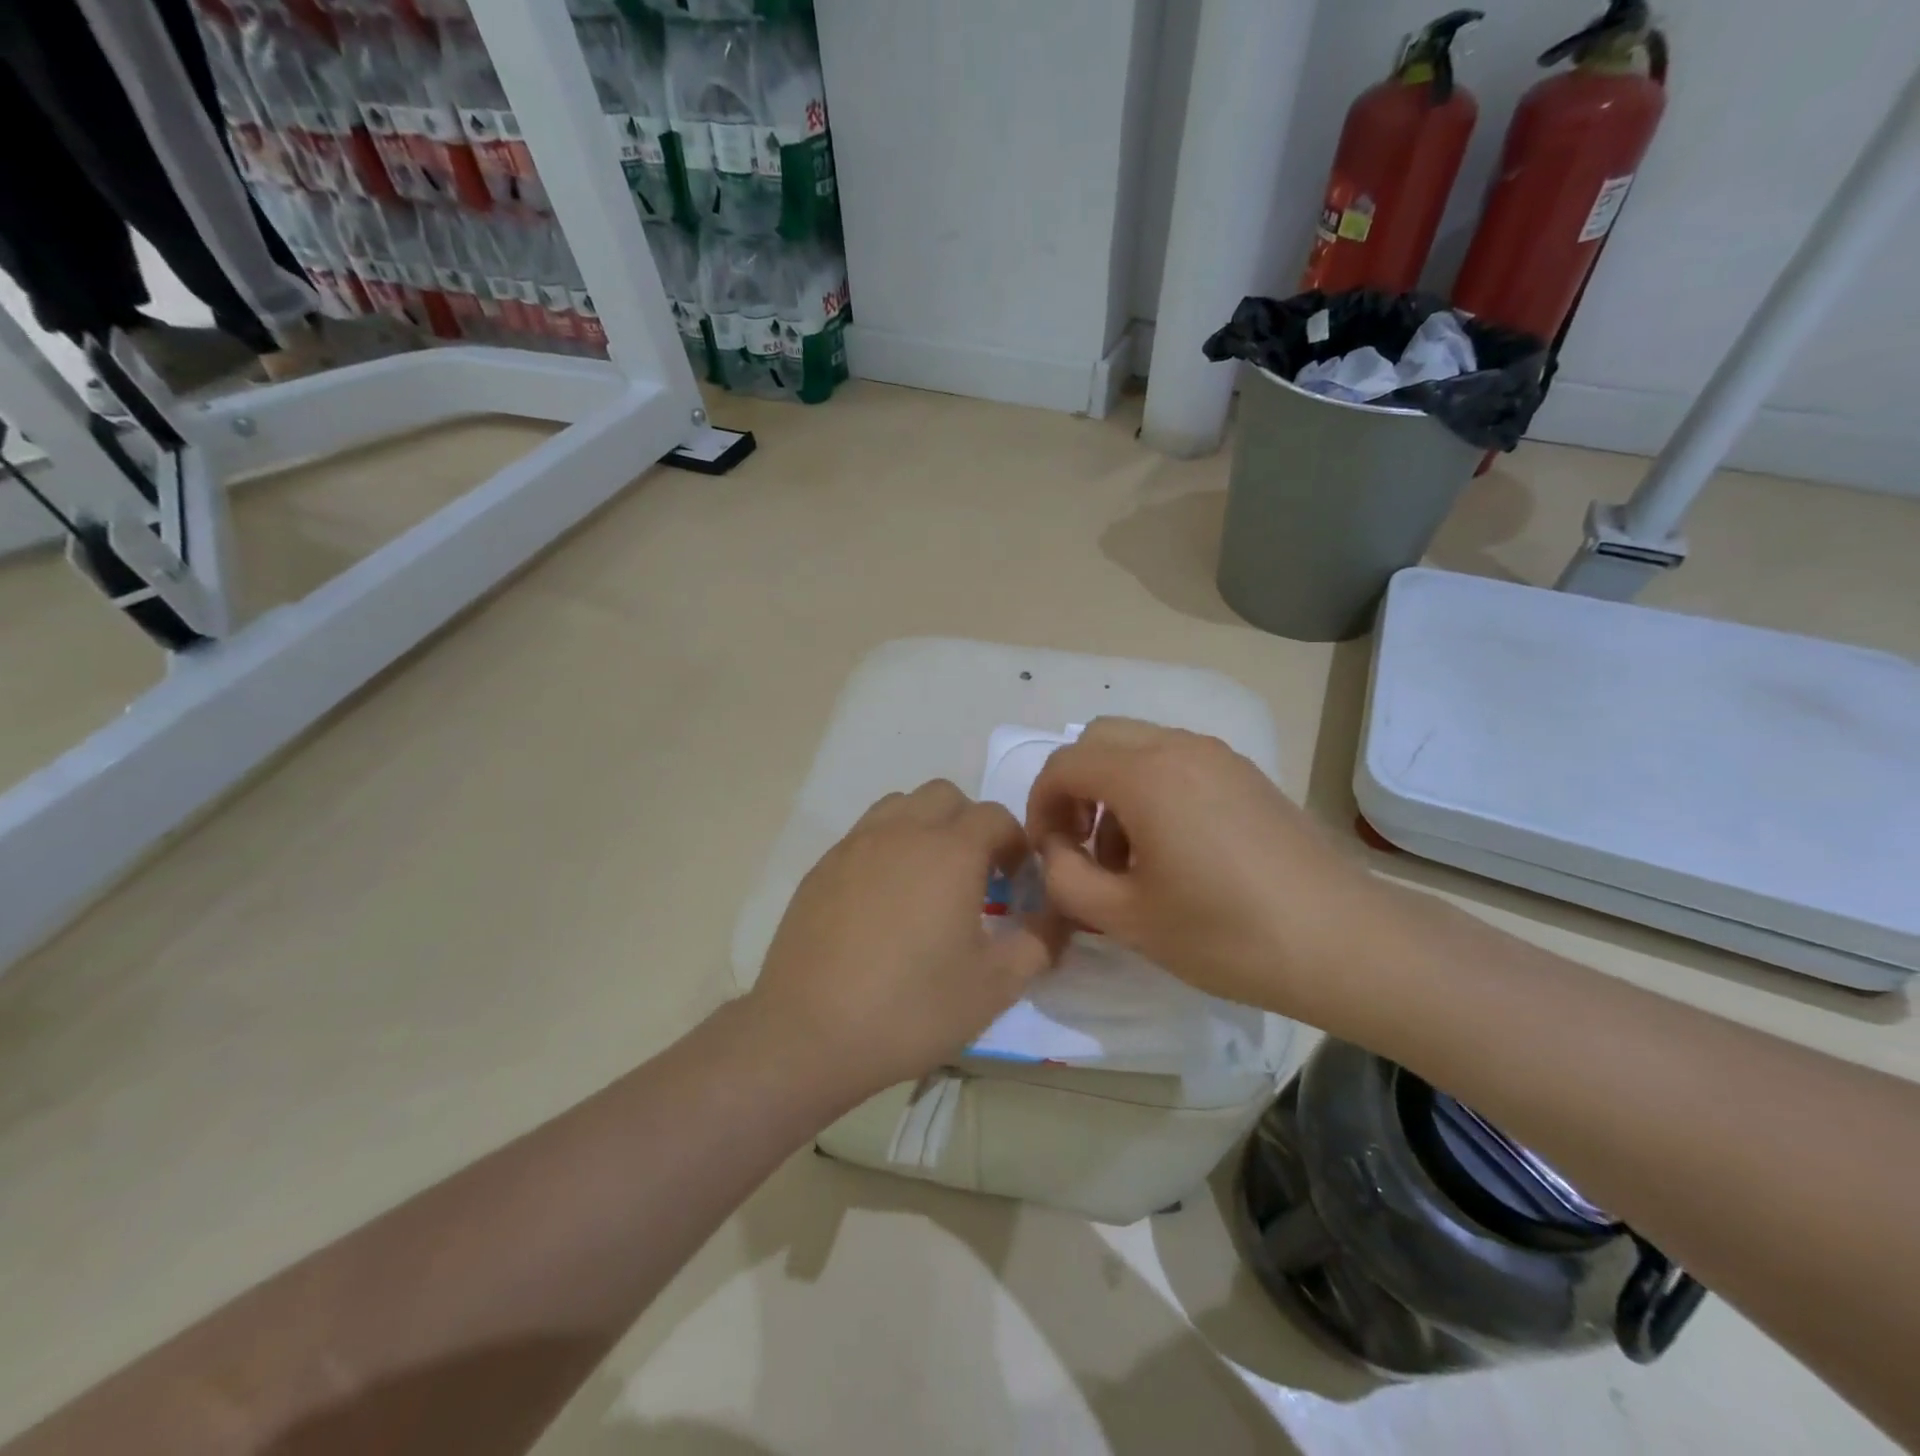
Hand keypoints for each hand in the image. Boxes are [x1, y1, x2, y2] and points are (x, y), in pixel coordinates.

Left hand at [748, 781, 1066, 1099]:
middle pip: (946, 796)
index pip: (995, 817)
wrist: (809, 1033)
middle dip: (970, 825)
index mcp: (950, 851)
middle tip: (975, 877)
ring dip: (925, 827)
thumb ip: (1039, 942)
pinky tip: (884, 901)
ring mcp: (856, 844)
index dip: (1015, 844)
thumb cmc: (911, 1008)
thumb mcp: (994, 986)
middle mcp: (902, 832)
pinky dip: (888, 848)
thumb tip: (1058, 917)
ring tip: (928, 881)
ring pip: (901, 806)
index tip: (1017, 884)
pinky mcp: (822, 866)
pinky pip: (865, 835)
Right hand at [1024, 718, 1395, 1024]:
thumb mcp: (1125, 918)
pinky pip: (1176, 760)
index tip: (1047, 853)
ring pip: (1138, 747)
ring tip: (1129, 857)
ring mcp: (1218, 756)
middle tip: (1082, 844)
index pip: (1063, 765)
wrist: (1343, 942)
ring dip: (1113, 788)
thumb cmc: (1226, 933)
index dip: (1040, 806)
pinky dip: (1151, 788)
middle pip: (1098, 740)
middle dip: (1075, 788)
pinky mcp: (1246, 774)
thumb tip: (1055, 850)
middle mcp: (1179, 748)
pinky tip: (1173, 850)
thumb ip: (1066, 878)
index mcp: (1145, 776)